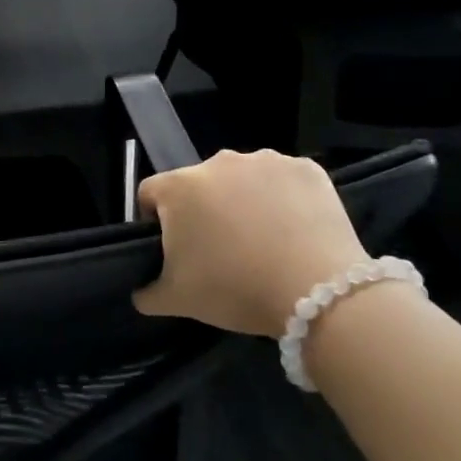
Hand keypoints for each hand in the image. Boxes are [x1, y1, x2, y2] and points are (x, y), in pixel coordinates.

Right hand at [132, 150, 368, 337]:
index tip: (174, 249)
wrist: (318, 292)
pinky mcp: (306, 168)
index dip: (154, 221)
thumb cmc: (235, 289)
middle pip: (198, 184)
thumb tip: (142, 290)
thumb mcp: (177, 300)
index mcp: (179, 187)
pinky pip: (283, 181)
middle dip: (204, 210)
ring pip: (242, 179)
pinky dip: (283, 200)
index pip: (150, 193)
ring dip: (243, 201)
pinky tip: (294, 231)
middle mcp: (218, 162)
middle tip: (221, 250)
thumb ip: (147, 292)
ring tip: (263, 242)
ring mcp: (265, 160)